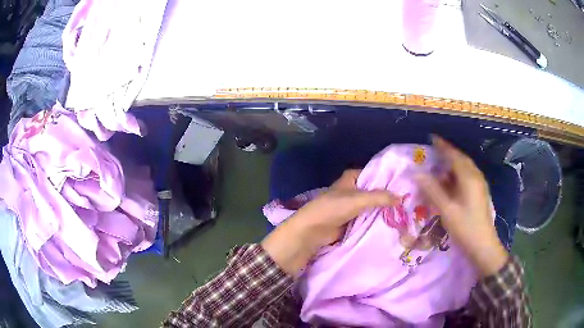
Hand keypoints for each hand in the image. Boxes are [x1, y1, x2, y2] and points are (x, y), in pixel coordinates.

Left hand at [262, 170, 397, 275]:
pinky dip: (377, 219)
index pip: (374, 173)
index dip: (388, 177)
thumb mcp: (358, 199)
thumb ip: (380, 197)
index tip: (405, 183)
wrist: (313, 231)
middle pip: (374, 190)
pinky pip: (368, 218)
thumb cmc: (332, 208)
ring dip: (384, 209)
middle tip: (409, 199)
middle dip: (388, 195)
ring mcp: (352, 206)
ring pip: (372, 205)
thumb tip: (401, 197)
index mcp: (351, 178)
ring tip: (406, 210)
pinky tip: (393, 222)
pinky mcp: (352, 220)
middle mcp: (353, 189)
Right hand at [416, 136, 507, 276]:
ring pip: (466, 167)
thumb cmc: (465, 227)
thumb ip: (433, 190)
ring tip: (441, 163)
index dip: (443, 146)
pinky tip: (451, 180)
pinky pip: (468, 176)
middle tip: (435, 149)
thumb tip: (417, 173)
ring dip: (454, 163)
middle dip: (449, 152)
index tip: (432, 137)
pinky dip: (458, 173)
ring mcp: (480, 185)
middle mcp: (476, 177)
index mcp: (469, 178)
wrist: (483, 245)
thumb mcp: (447, 210)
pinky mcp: (480, 193)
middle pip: (462, 159)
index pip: (454, 156)